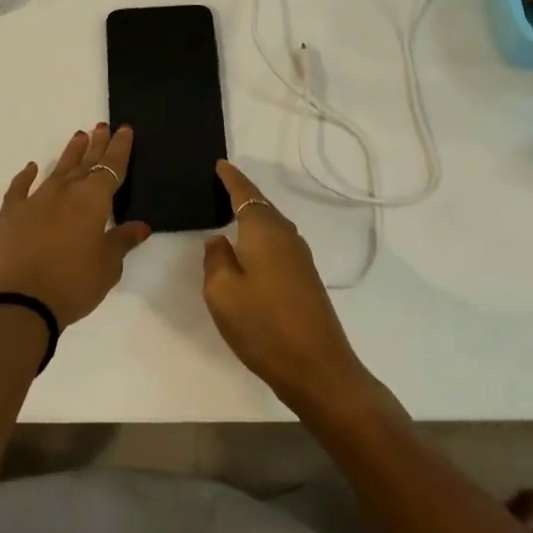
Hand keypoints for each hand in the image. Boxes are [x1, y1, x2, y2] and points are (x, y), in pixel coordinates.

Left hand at [0, 123, 151, 326]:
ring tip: (77, 137)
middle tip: (101, 126)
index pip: (111, 167)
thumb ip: (122, 242)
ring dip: (69, 154)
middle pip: (85, 163)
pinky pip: (20, 188)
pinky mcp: (11, 215)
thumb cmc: (73, 283)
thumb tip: (141, 226)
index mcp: (93, 200)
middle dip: (95, 144)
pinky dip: (26, 176)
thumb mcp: (107, 267)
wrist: (18, 300)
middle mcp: (65, 192)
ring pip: (57, 170)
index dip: (119, 149)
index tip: (123, 130)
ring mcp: (35, 201)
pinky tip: (31, 167)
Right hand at [202, 162, 377, 417]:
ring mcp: (300, 258)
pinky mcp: (305, 278)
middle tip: (219, 186)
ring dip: (252, 217)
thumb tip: (218, 240)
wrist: (317, 368)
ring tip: (230, 215)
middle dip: (242, 194)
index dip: (231, 178)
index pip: (244, 193)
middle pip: (261, 206)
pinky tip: (250, 251)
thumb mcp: (222, 292)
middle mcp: (285, 236)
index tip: (219, 164)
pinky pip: (278, 244)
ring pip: (271, 226)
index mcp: (264, 231)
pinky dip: (261, 238)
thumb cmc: (263, 325)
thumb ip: (215, 260)